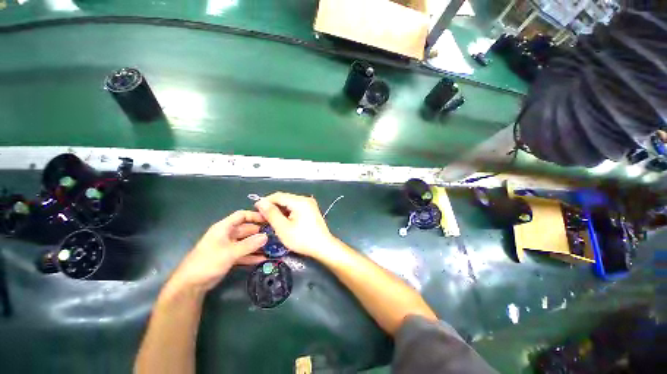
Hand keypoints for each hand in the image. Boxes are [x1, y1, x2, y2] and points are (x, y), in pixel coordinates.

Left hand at [166, 211, 267, 292]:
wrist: (191, 284)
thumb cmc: (208, 262)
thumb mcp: (230, 252)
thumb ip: (249, 244)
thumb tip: (266, 237)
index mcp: (224, 228)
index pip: (241, 216)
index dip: (254, 215)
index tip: (268, 219)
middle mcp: (227, 235)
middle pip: (246, 229)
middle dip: (259, 232)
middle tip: (274, 235)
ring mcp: (229, 247)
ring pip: (246, 242)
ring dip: (257, 244)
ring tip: (272, 247)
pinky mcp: (229, 257)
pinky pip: (244, 253)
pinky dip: (252, 255)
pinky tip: (263, 259)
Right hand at [255, 192, 335, 257]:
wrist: (323, 246)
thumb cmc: (302, 239)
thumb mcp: (283, 228)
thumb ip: (271, 214)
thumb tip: (261, 202)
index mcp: (299, 201)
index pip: (278, 195)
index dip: (265, 201)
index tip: (256, 210)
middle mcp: (305, 199)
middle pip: (284, 198)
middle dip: (273, 207)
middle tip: (263, 218)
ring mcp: (309, 204)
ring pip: (289, 203)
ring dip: (280, 210)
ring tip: (272, 221)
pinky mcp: (311, 209)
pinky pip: (296, 207)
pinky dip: (288, 212)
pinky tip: (284, 221)